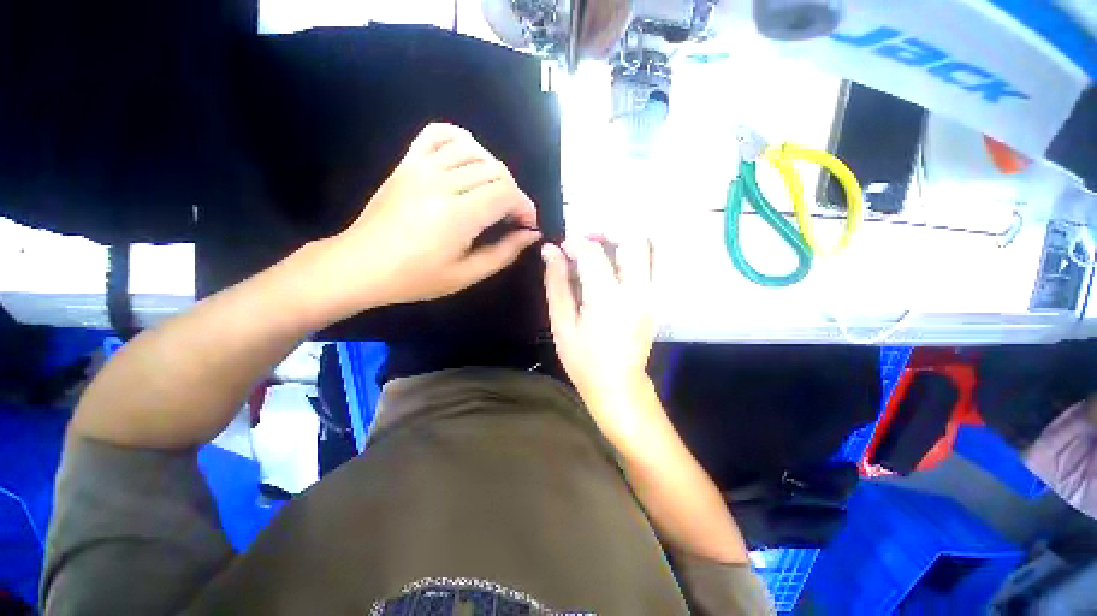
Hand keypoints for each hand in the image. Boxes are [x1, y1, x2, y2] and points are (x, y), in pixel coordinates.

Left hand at [326, 123, 540, 309]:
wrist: (361, 265)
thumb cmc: (415, 278)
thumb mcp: (466, 275)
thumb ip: (503, 253)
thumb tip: (531, 234)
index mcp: (458, 215)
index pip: (506, 193)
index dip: (525, 206)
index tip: (528, 225)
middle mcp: (442, 183)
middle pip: (495, 170)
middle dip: (514, 193)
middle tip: (512, 216)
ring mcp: (422, 167)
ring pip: (474, 151)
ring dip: (494, 170)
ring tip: (494, 193)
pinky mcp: (408, 162)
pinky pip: (438, 134)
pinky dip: (460, 139)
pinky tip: (469, 158)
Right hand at [542, 236, 655, 410]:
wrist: (618, 386)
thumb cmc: (584, 360)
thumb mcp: (561, 324)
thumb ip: (556, 283)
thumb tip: (550, 251)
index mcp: (607, 298)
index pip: (592, 253)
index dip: (574, 243)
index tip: (562, 249)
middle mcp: (637, 291)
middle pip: (633, 240)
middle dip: (607, 231)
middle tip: (587, 240)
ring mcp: (653, 295)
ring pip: (652, 247)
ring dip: (627, 238)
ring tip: (606, 246)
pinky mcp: (657, 300)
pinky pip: (657, 264)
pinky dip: (642, 252)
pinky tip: (621, 261)